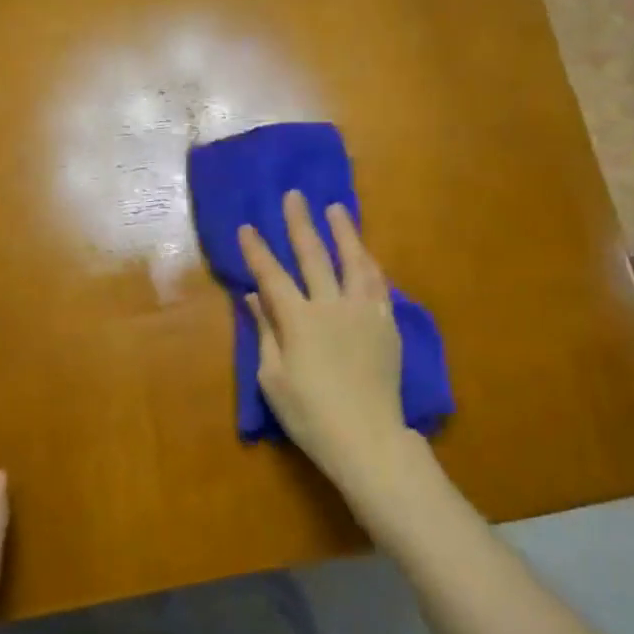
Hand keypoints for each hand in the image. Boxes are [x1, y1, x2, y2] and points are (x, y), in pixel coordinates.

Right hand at [238, 191, 426, 504]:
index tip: (247, 227)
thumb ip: (265, 332)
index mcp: (298, 320)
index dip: (257, 251)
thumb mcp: (273, 378)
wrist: (367, 438)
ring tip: (337, 209)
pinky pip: (379, 284)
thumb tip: (254, 297)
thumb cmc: (310, 414)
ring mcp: (364, 312)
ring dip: (344, 232)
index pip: (272, 276)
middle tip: (295, 195)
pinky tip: (366, 255)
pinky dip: (370, 264)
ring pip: (354, 261)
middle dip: (300, 224)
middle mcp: (332, 306)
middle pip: (314, 256)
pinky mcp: (386, 324)